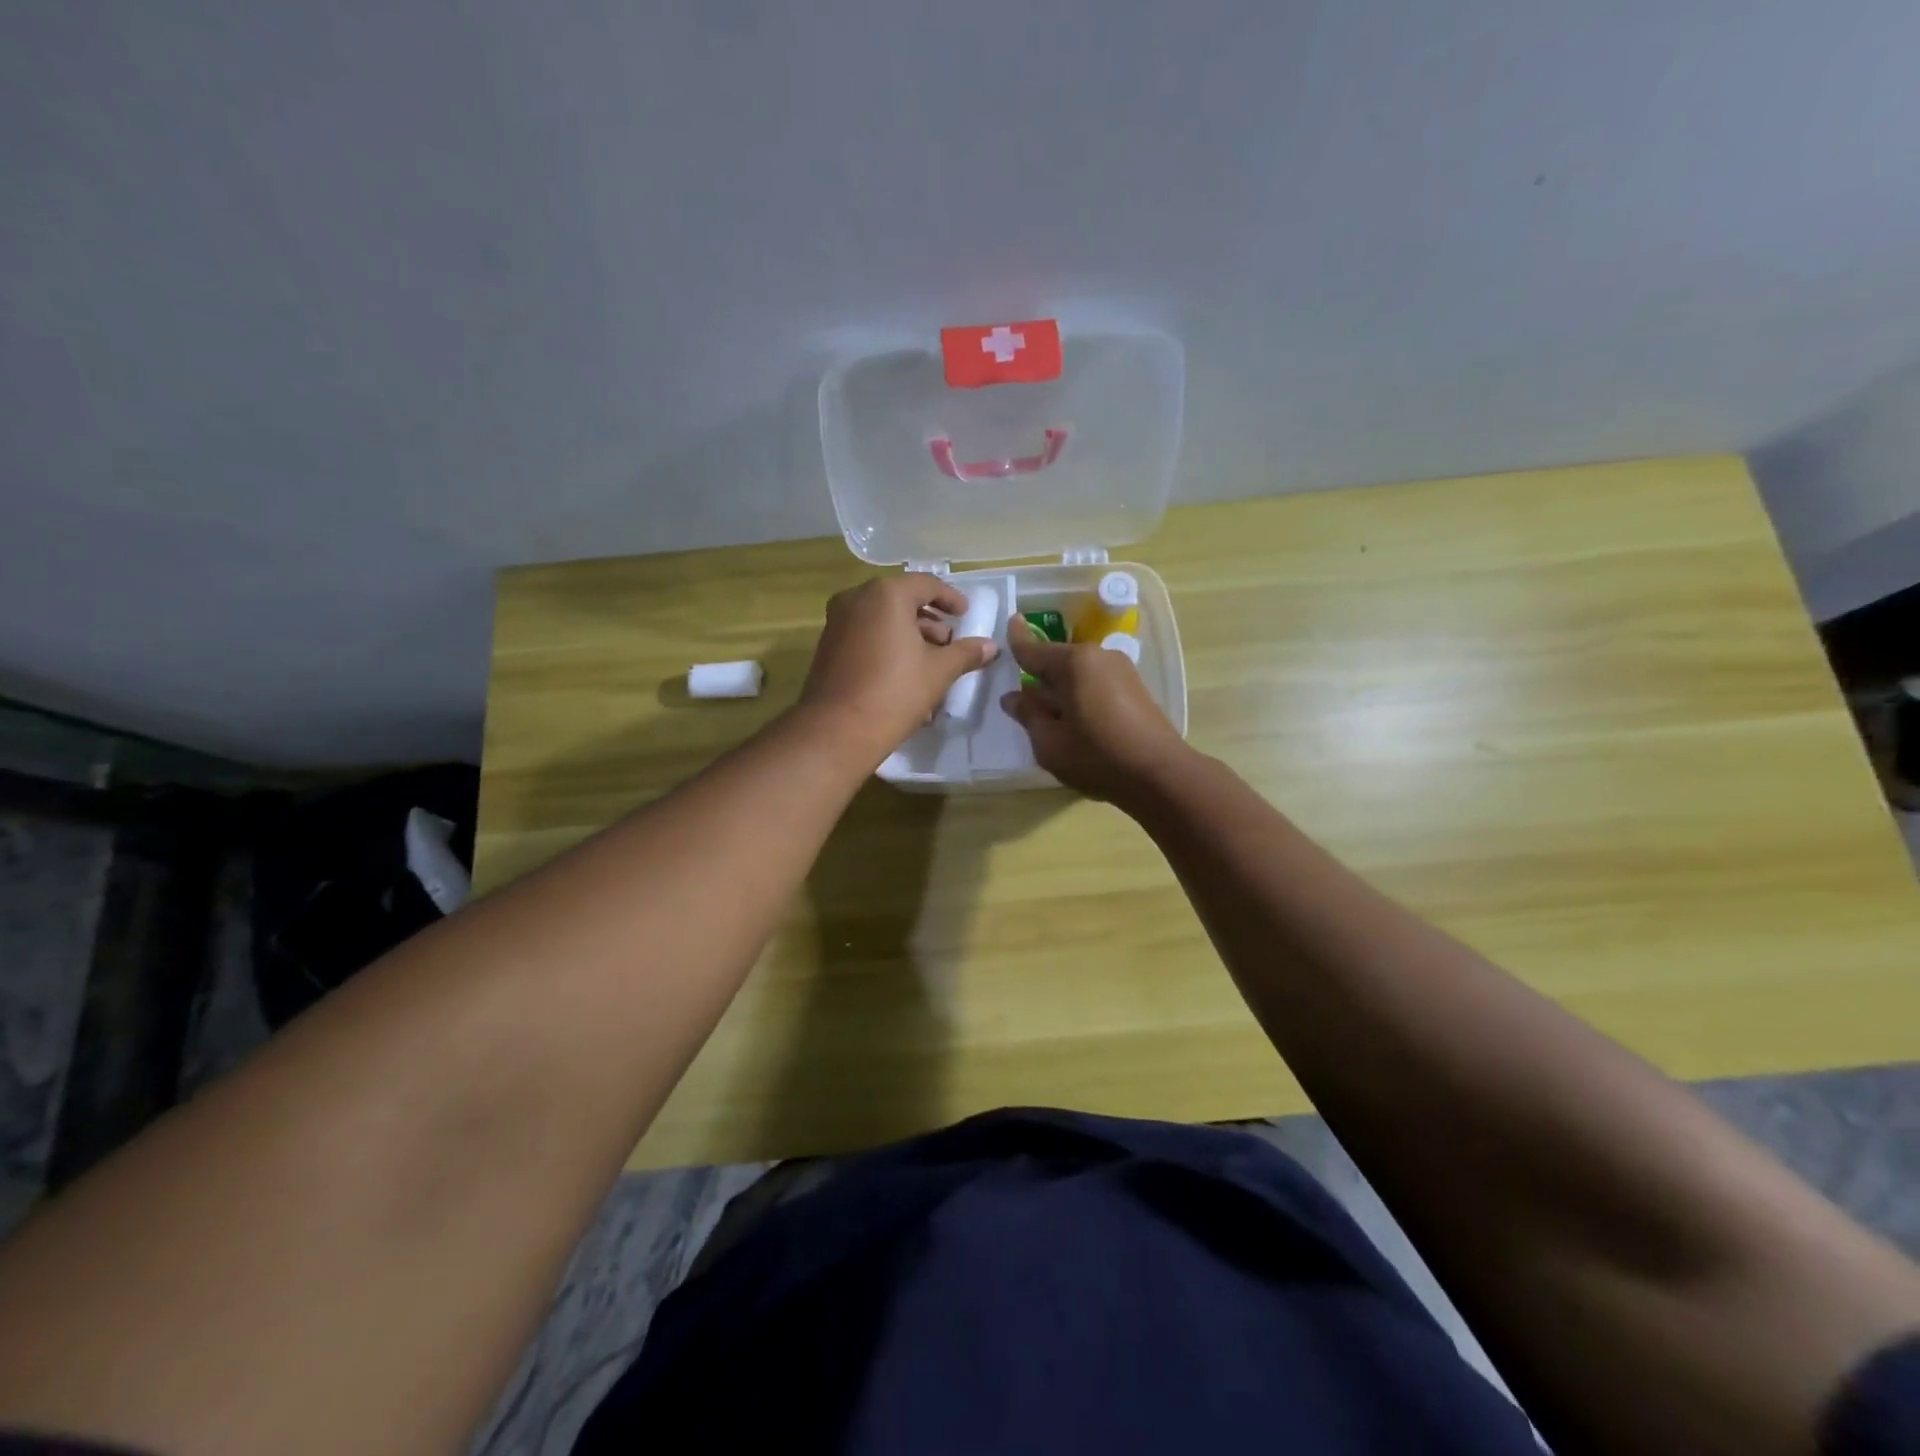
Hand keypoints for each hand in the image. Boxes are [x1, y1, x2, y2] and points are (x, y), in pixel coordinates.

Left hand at [798, 574, 997, 760]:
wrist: (838, 730)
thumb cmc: (894, 692)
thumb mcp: (939, 672)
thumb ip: (966, 653)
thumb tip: (991, 646)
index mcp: (886, 594)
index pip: (926, 584)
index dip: (951, 599)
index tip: (966, 615)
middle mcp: (857, 599)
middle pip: (902, 601)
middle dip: (930, 621)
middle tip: (950, 644)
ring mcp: (838, 622)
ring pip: (883, 620)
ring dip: (910, 636)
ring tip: (932, 665)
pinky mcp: (828, 647)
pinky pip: (866, 636)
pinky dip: (888, 646)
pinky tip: (906, 675)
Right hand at [1000, 616, 1190, 803]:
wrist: (1160, 775)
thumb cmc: (1097, 757)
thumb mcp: (1049, 742)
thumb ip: (1028, 715)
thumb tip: (1013, 697)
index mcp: (1074, 663)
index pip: (1034, 649)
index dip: (1017, 639)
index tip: (1009, 622)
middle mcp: (1099, 657)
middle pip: (1058, 660)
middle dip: (1038, 673)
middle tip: (1019, 693)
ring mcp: (1121, 671)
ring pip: (1078, 673)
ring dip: (1060, 687)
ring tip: (1046, 712)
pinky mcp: (1135, 688)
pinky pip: (1095, 683)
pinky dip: (1079, 694)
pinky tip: (1073, 718)